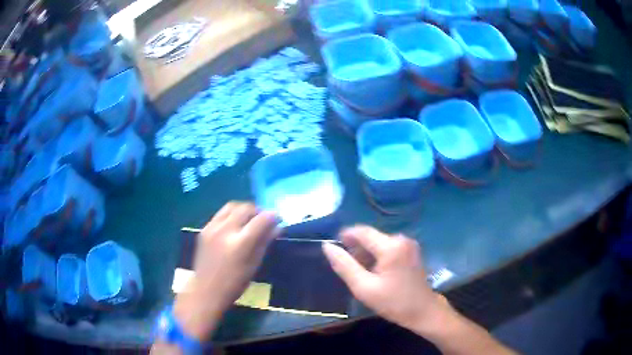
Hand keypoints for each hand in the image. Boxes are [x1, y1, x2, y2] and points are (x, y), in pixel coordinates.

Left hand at [173, 202, 279, 340]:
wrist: (206, 290)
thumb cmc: (234, 283)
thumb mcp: (254, 265)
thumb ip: (264, 243)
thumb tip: (277, 227)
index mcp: (240, 244)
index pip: (261, 220)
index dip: (272, 216)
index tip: (278, 218)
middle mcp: (225, 230)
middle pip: (245, 208)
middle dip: (258, 211)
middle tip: (263, 220)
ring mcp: (212, 228)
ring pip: (232, 206)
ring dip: (243, 210)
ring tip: (249, 220)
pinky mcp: (204, 229)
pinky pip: (221, 214)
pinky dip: (231, 215)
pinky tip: (234, 226)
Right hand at [322, 226, 450, 332]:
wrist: (423, 311)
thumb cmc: (394, 302)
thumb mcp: (364, 287)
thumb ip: (344, 265)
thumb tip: (327, 246)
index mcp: (391, 246)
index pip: (362, 232)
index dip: (345, 235)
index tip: (333, 246)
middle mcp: (401, 239)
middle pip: (371, 237)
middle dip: (356, 248)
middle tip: (347, 267)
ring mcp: (409, 244)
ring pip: (379, 242)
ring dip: (366, 253)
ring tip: (359, 272)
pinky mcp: (411, 251)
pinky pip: (389, 247)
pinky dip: (378, 256)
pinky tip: (374, 272)